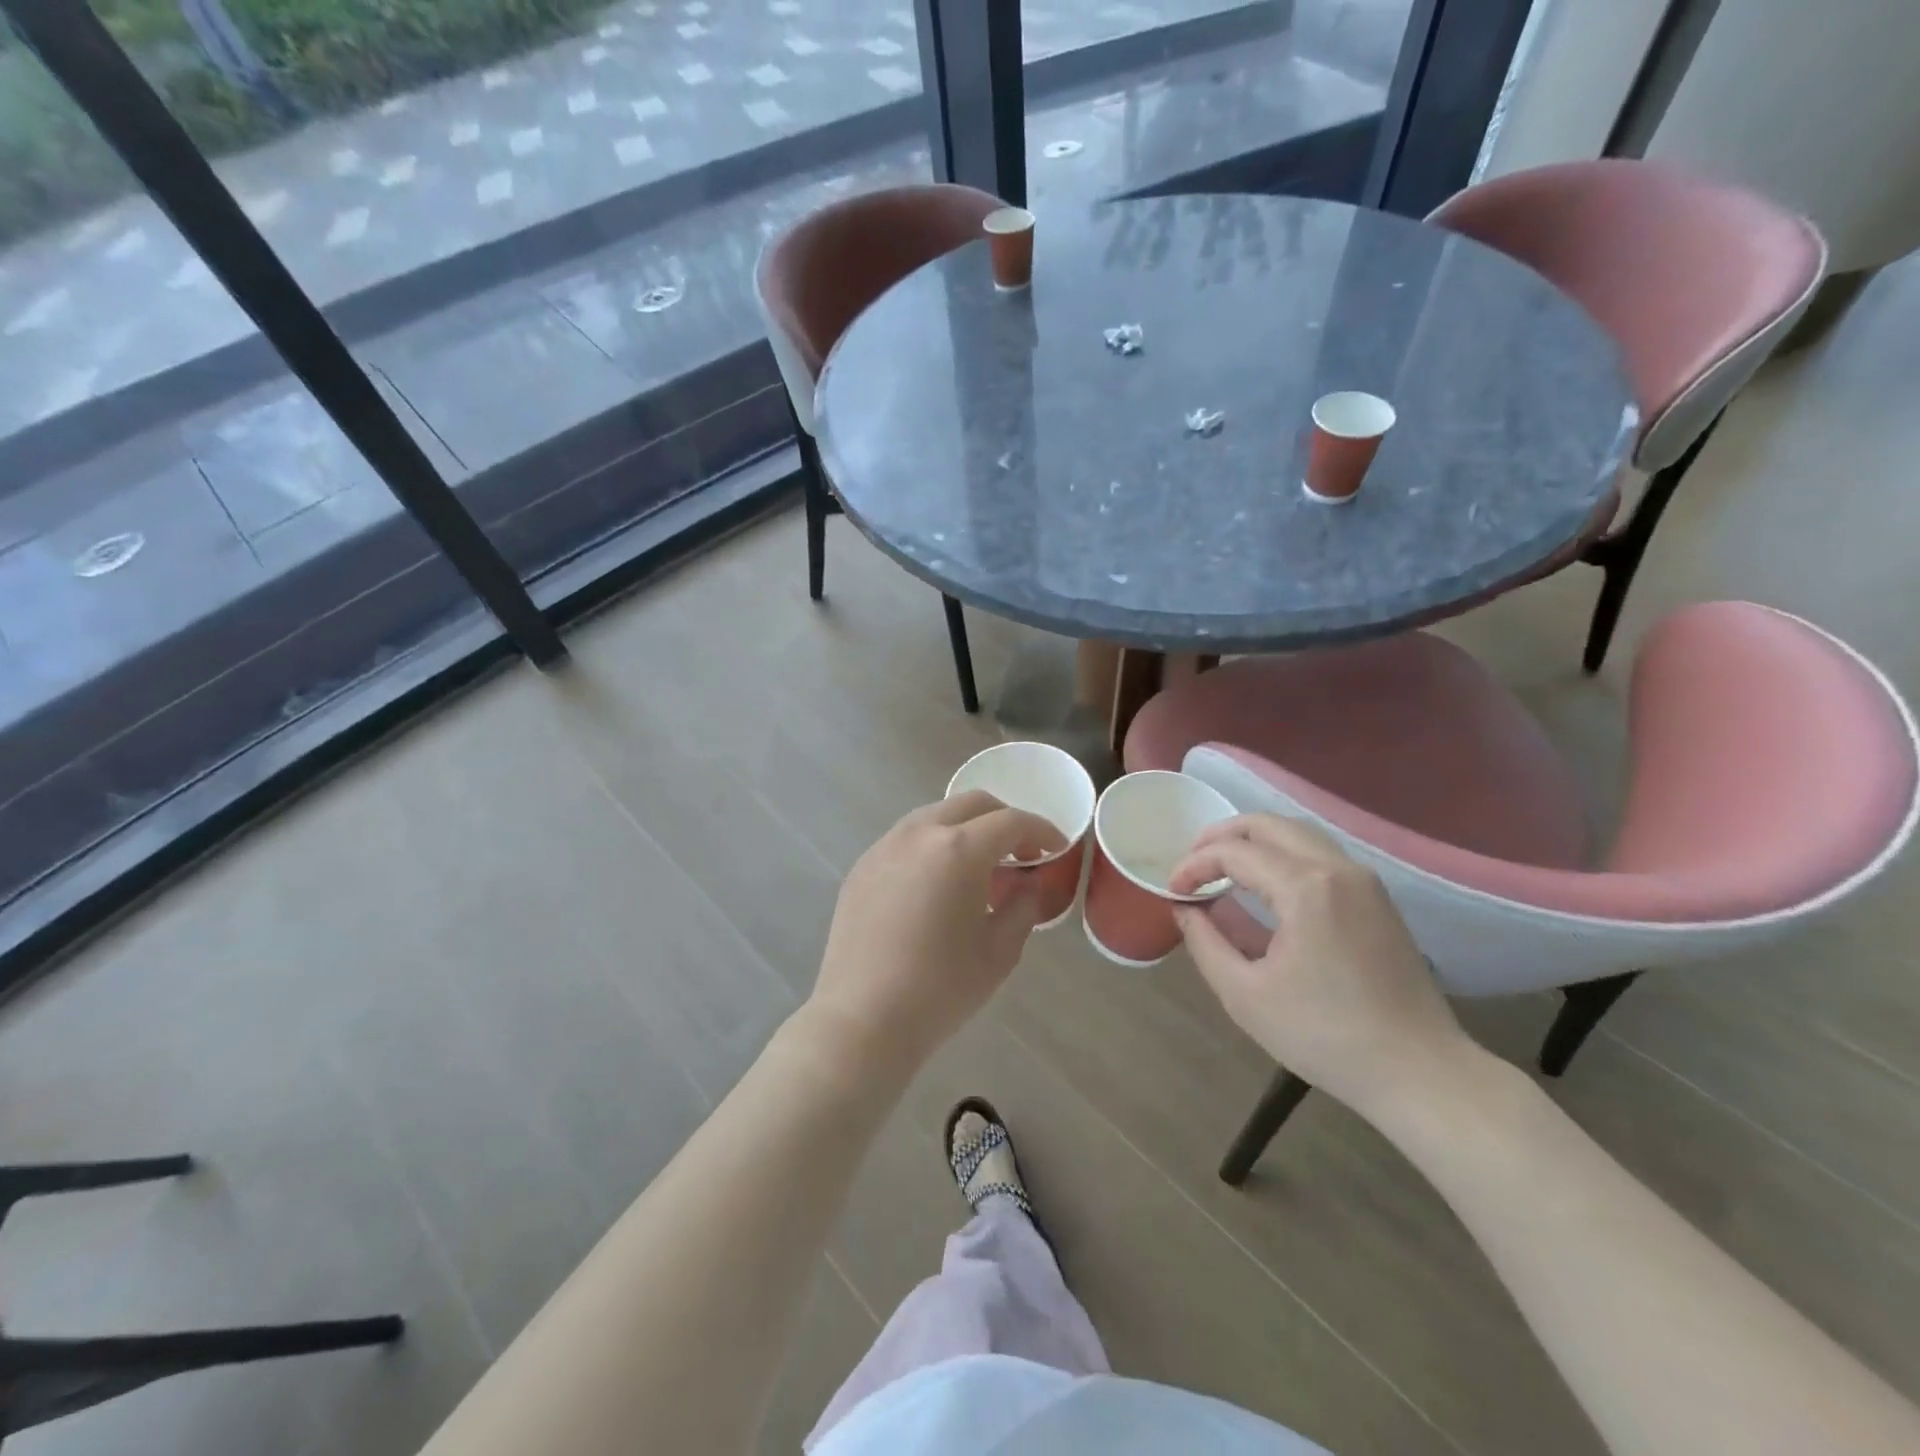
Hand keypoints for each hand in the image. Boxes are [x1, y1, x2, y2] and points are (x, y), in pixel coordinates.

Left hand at [805, 791, 1065, 1078]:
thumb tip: (1025, 883)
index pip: (1011, 821)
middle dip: (1004, 820)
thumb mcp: (999, 951)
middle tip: (1022, 851)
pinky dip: (933, 845)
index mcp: (958, 849)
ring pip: (935, 816)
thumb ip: (1022, 905)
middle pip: (971, 804)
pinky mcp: (862, 867)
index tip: (1056, 849)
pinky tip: (938, 884)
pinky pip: (907, 839)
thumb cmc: (941, 989)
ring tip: (980, 867)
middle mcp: (919, 833)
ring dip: (966, 829)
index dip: (1041, 830)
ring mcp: (884, 846)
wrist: (863, 1019)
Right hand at [1171, 815, 1478, 1121]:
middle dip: (1221, 836)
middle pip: (1268, 824)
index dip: (1195, 864)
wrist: (1419, 1072)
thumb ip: (1204, 942)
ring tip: (1221, 868)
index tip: (1172, 890)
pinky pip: (1319, 855)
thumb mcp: (1245, 994)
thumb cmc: (1325, 1035)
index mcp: (1305, 887)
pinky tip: (1264, 885)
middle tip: (1192, 864)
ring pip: (1297, 834)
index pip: (1235, 852)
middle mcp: (1337, 868)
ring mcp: (1363, 880)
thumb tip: (1185, 908)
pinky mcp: (1376, 898)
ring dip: (1253, 841)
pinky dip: (1282, 855)